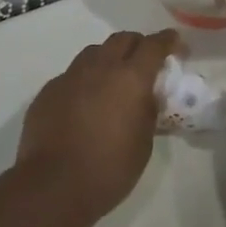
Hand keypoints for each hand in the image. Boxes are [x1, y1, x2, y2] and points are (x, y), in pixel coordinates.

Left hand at [15, 30, 178, 219]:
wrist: (53, 187)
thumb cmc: (109, 169)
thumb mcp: (143, 143)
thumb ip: (148, 111)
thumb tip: (146, 98)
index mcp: (131, 78)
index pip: (154, 45)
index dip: (168, 41)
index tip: (176, 45)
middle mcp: (101, 67)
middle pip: (123, 39)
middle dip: (138, 45)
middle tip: (145, 62)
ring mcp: (71, 76)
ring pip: (95, 52)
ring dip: (109, 58)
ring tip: (113, 80)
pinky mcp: (49, 91)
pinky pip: (72, 75)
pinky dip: (84, 81)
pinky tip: (84, 103)